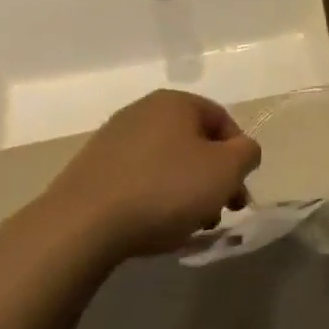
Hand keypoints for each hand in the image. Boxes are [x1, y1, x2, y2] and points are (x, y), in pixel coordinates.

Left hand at [32, 91, 259, 261]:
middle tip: (220, 212)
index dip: (239, 157)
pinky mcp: (91, 170)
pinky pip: (138, 179)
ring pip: (167, 164)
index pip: (223, 121)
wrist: (80, 226)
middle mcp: (142, 111)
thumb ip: (248, 153)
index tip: (239, 191)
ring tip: (188, 226)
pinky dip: (154, 199)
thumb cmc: (165, 189)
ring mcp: (112, 140)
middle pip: (194, 143)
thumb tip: (242, 151)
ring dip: (186, 192)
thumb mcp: (227, 170)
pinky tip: (155, 226)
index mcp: (176, 102)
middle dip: (213, 179)